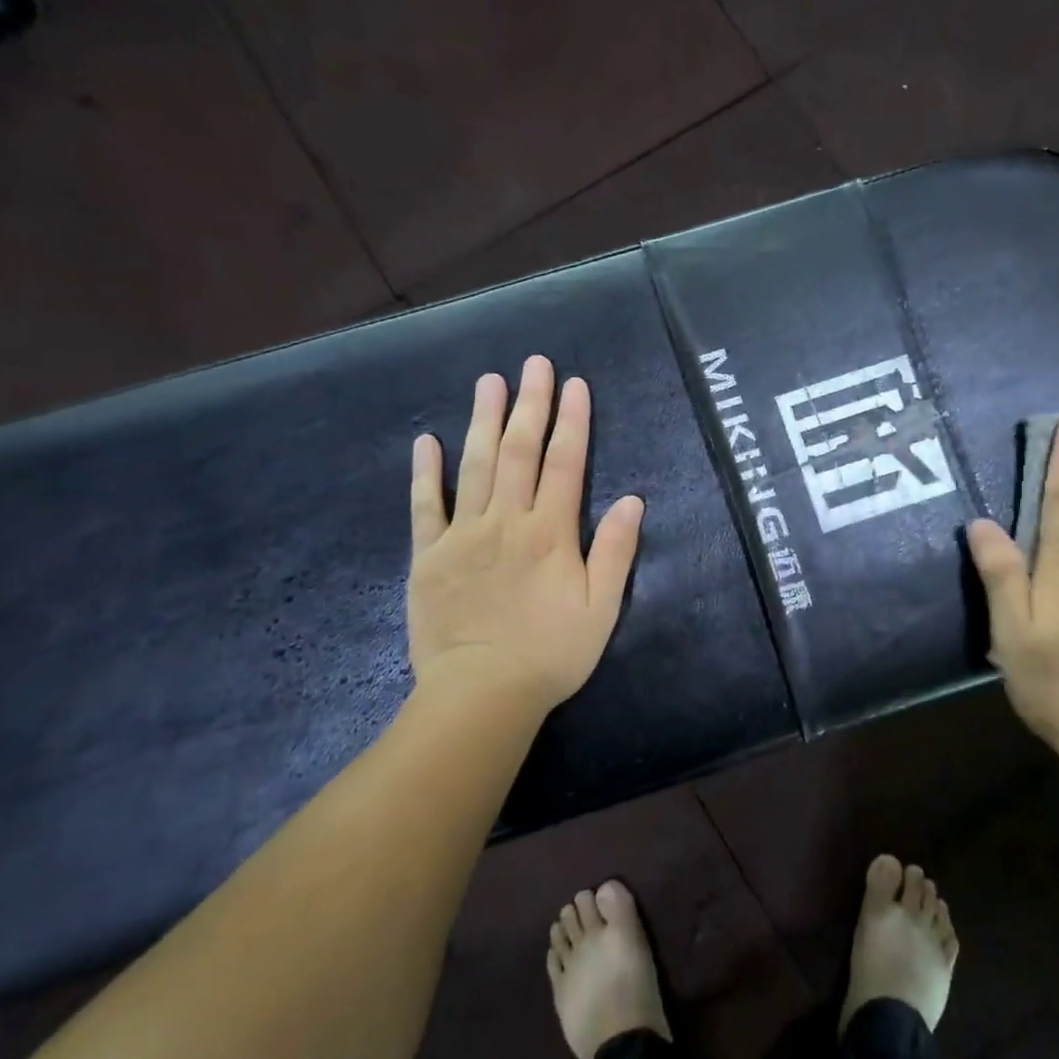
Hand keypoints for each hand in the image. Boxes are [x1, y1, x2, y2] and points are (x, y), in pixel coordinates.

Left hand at [407, 356, 644, 718]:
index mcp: (550, 534)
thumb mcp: (601, 610)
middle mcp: (507, 522)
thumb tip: (633, 500)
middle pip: (519, 452)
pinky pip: (426, 506)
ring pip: (475, 466)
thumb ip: (615, 552)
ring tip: (489, 381)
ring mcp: (463, 535)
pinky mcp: (429, 556)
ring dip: (483, 420)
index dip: (572, 422)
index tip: (574, 385)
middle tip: (533, 363)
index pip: (564, 464)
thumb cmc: (550, 655)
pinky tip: (427, 440)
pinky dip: (426, 472)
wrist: (481, 695)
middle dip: (529, 404)